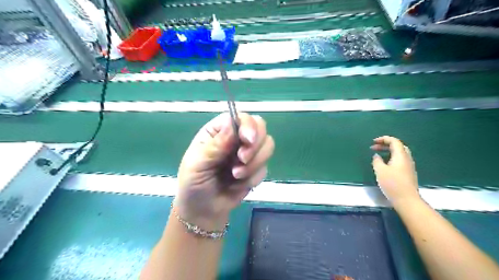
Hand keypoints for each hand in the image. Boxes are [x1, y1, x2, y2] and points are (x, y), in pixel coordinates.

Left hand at [173, 112, 276, 230]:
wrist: (204, 210)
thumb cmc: (194, 184)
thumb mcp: (197, 164)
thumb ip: (214, 146)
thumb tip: (232, 125)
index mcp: (218, 131)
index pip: (239, 117)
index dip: (248, 125)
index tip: (248, 140)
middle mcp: (235, 138)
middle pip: (260, 127)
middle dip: (255, 145)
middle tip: (242, 160)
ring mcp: (248, 153)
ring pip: (267, 146)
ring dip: (254, 164)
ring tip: (235, 176)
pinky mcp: (256, 168)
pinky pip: (265, 167)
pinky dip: (253, 178)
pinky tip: (237, 185)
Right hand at [370, 137, 420, 205]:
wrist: (407, 199)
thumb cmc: (392, 183)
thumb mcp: (380, 171)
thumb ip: (377, 161)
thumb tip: (376, 156)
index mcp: (401, 156)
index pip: (394, 141)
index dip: (384, 139)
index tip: (373, 142)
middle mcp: (407, 158)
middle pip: (398, 146)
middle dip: (386, 144)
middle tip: (375, 147)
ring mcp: (409, 166)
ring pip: (399, 153)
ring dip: (388, 151)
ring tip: (378, 154)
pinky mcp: (408, 173)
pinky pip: (400, 160)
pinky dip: (391, 157)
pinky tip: (385, 164)